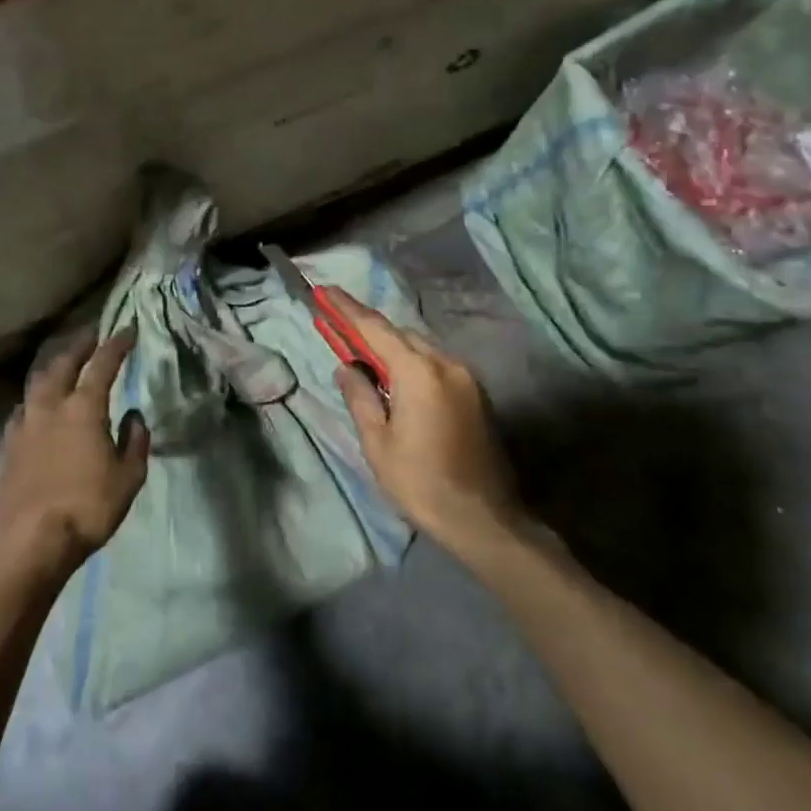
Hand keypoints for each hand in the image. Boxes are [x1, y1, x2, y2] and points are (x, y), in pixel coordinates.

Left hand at [0, 328, 150, 579]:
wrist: (33, 542)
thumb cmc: (90, 507)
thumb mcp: (129, 477)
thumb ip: (135, 441)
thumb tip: (133, 416)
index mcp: (84, 408)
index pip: (103, 364)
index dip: (117, 344)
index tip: (128, 330)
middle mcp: (51, 407)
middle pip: (64, 364)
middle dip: (80, 346)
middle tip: (91, 336)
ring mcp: (25, 425)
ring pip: (38, 384)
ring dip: (54, 369)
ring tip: (62, 366)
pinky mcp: (8, 447)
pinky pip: (22, 411)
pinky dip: (34, 400)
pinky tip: (34, 407)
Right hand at [322, 287, 519, 553]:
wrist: (484, 519)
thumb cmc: (421, 483)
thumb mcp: (378, 443)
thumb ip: (360, 397)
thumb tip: (347, 367)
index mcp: (418, 372)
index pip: (374, 328)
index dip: (346, 308)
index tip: (325, 290)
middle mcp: (445, 364)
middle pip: (400, 335)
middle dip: (369, 330)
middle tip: (340, 332)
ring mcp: (466, 378)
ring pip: (420, 349)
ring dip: (392, 349)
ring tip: (366, 362)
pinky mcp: (476, 395)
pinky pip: (436, 366)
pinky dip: (412, 365)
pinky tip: (398, 384)